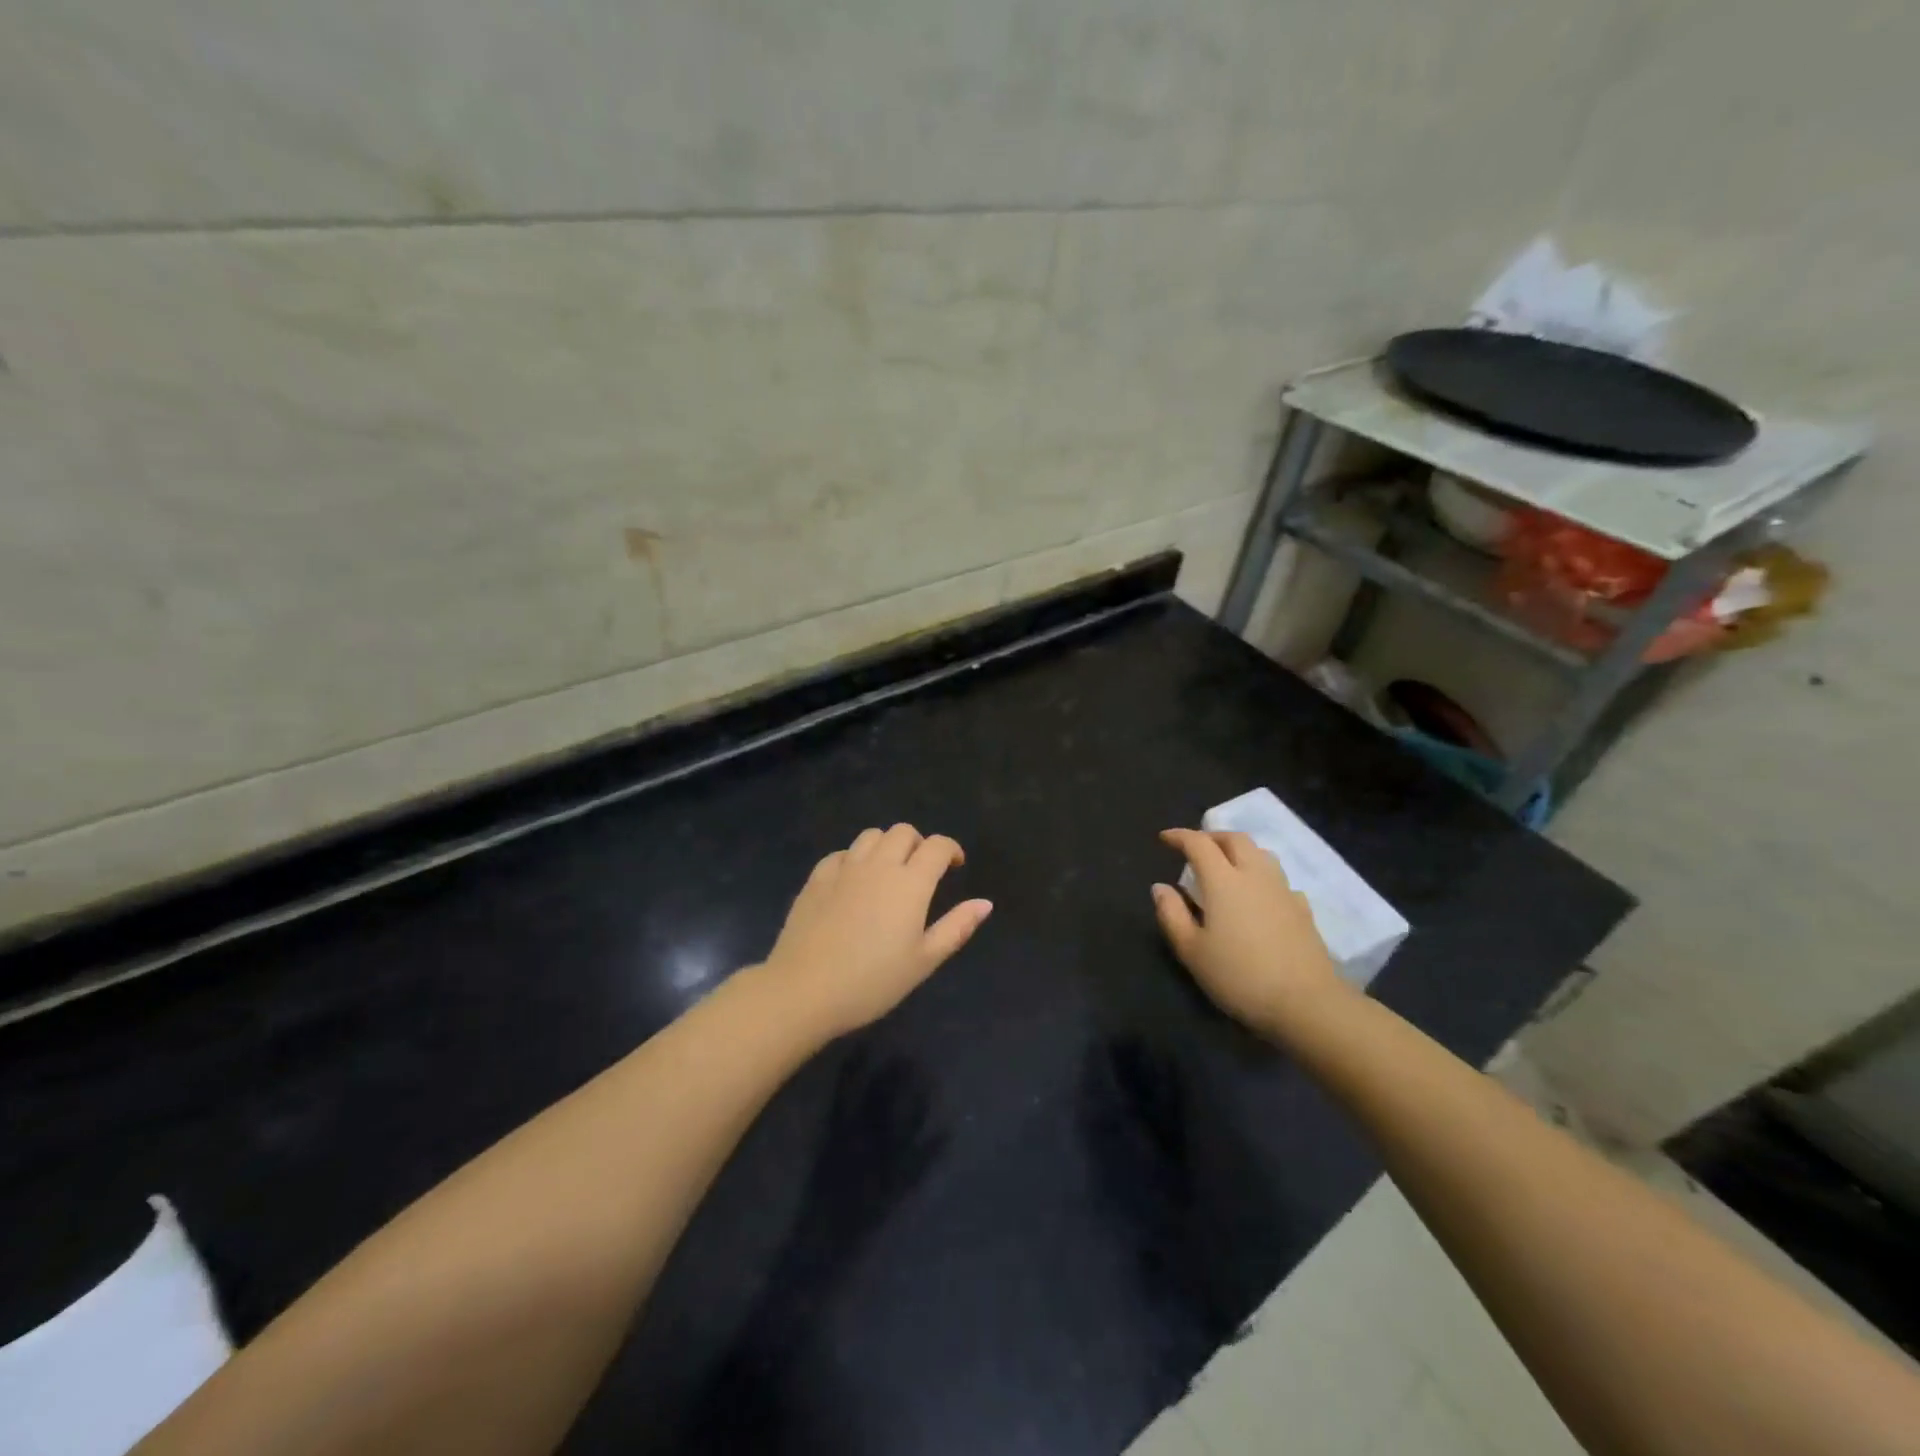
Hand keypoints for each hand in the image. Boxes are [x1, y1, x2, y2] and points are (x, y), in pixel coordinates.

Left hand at [759, 824, 992, 1038]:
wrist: (805, 990)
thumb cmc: (872, 981)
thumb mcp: (924, 961)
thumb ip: (957, 927)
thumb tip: (985, 903)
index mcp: (910, 883)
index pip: (937, 846)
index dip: (951, 850)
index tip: (955, 866)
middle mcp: (879, 865)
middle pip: (903, 832)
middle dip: (919, 844)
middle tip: (921, 872)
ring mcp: (844, 868)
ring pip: (871, 836)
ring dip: (886, 846)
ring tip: (888, 872)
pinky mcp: (816, 878)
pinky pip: (841, 853)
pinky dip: (854, 859)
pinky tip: (853, 882)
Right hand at [1151, 829, 1347, 1034]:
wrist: (1306, 1003)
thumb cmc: (1239, 976)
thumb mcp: (1192, 951)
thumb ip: (1172, 914)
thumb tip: (1160, 887)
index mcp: (1224, 881)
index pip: (1199, 844)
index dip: (1180, 836)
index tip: (1165, 838)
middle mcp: (1255, 875)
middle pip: (1235, 839)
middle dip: (1212, 837)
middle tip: (1196, 848)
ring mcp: (1283, 890)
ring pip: (1261, 854)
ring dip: (1239, 851)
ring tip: (1226, 866)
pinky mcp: (1303, 909)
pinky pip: (1278, 879)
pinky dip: (1261, 877)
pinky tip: (1257, 897)